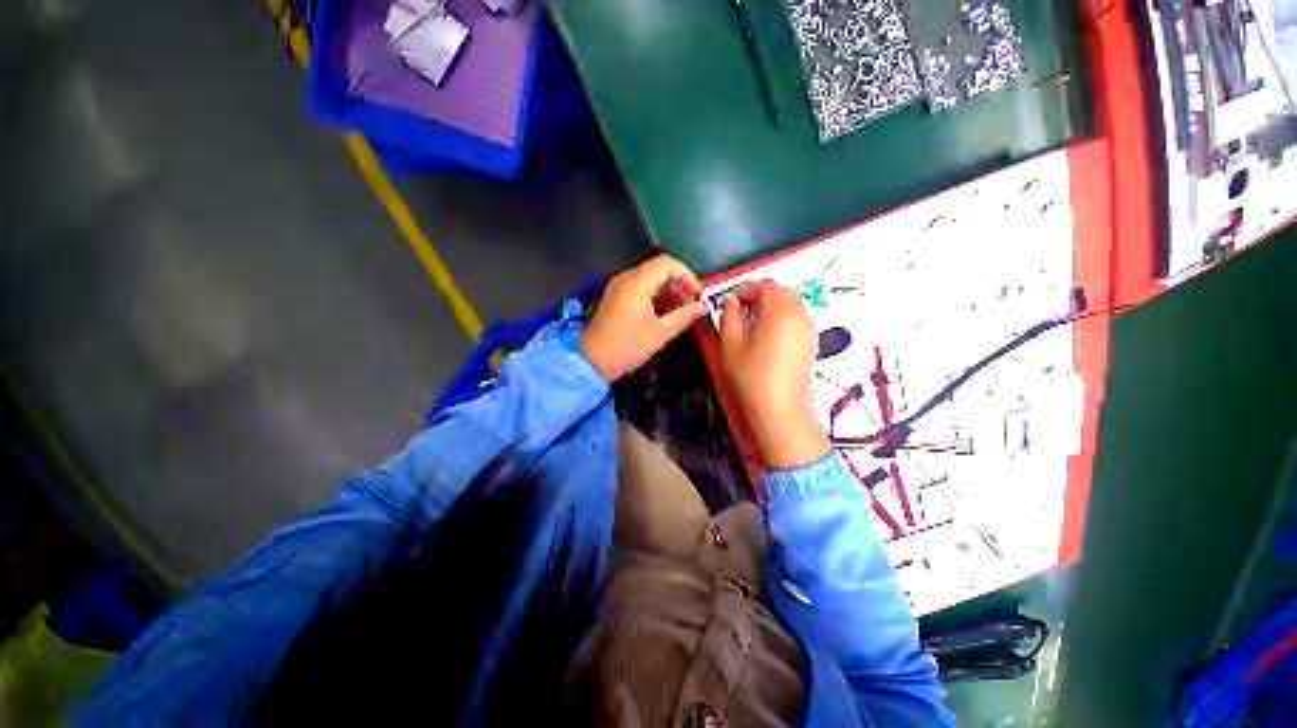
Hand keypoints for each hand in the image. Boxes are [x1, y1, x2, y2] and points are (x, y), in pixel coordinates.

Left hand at [581, 255, 708, 381]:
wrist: (591, 361)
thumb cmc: (627, 347)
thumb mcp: (660, 333)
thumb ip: (684, 316)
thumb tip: (704, 307)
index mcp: (636, 283)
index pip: (668, 263)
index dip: (687, 276)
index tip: (698, 296)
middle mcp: (627, 278)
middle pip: (660, 270)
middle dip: (680, 285)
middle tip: (692, 306)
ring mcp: (620, 287)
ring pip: (651, 280)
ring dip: (669, 292)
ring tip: (682, 312)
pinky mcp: (617, 298)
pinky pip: (641, 289)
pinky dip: (656, 297)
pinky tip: (666, 314)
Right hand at [719, 280, 829, 470]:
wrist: (780, 409)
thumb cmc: (751, 374)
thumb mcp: (731, 343)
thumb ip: (729, 315)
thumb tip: (730, 300)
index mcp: (779, 310)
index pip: (764, 286)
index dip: (745, 289)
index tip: (729, 301)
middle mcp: (800, 314)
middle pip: (780, 293)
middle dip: (759, 296)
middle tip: (739, 310)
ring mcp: (809, 329)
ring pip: (790, 305)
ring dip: (771, 307)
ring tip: (752, 322)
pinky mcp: (811, 343)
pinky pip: (797, 319)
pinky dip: (782, 318)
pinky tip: (768, 335)